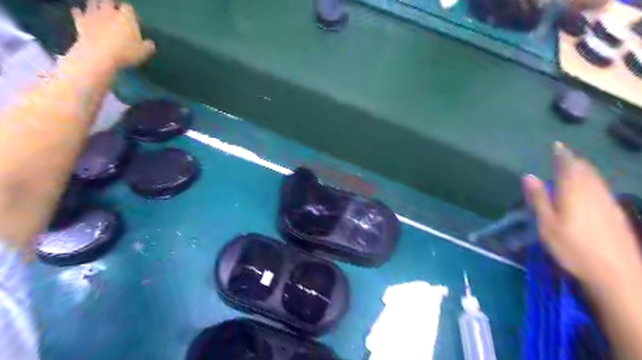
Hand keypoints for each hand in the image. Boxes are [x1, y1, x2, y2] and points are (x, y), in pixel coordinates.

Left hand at [70, 0, 154, 69]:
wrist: (99, 54)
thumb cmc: (125, 52)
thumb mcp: (143, 52)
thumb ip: (148, 46)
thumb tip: (150, 43)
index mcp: (126, 17)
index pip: (129, 8)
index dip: (131, 14)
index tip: (134, 22)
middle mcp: (109, 11)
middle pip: (109, 1)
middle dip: (112, 5)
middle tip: (115, 13)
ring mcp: (93, 14)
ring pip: (92, 3)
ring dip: (96, 5)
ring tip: (99, 11)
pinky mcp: (80, 21)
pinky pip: (77, 12)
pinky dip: (79, 13)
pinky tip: (81, 15)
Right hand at [521, 142, 641, 288]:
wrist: (616, 273)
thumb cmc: (572, 248)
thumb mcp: (547, 224)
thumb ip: (538, 199)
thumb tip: (528, 176)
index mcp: (574, 193)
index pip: (568, 167)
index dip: (562, 156)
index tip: (557, 146)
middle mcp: (594, 193)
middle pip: (585, 170)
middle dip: (574, 161)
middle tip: (564, 155)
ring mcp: (608, 203)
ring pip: (596, 179)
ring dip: (585, 170)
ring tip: (576, 166)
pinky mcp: (617, 214)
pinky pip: (603, 189)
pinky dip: (594, 181)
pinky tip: (591, 189)